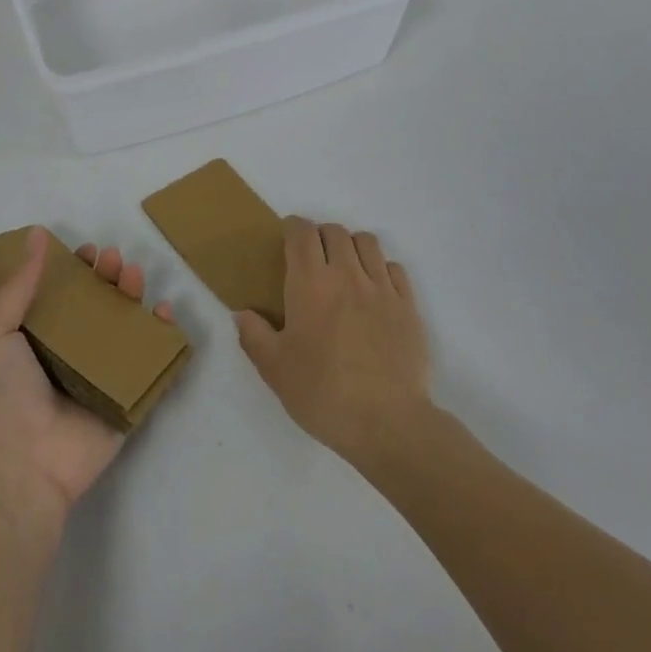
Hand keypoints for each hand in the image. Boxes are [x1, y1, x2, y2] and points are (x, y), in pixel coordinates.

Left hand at [0, 228, 175, 527]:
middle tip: (113, 260)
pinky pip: (150, 364)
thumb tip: (36, 234)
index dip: (74, 269)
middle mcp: (69, 353)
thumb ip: (18, 285)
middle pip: (96, 305)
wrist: (21, 468)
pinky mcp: (126, 399)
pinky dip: (163, 338)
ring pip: (125, 327)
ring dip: (133, 297)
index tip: (85, 251)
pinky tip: (163, 313)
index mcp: (35, 338)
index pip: (60, 294)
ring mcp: (100, 376)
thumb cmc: (0, 396)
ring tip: (134, 275)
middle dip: (107, 277)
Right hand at [234, 217, 432, 470]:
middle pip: (334, 232)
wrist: (388, 423)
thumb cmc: (323, 394)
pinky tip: (374, 291)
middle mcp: (347, 274)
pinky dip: (381, 269)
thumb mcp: (275, 370)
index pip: (301, 232)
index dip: (293, 228)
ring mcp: (382, 288)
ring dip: (351, 246)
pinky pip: (394, 268)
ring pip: (367, 242)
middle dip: (320, 236)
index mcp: (310, 284)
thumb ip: (254, 335)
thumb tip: (242, 313)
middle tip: (313, 259)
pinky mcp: (408, 306)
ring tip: (345, 269)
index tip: (286, 239)